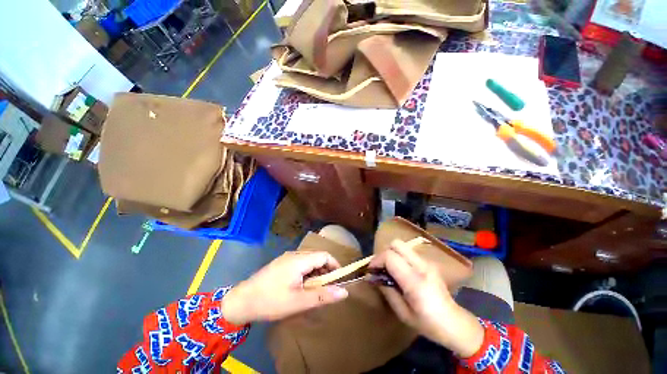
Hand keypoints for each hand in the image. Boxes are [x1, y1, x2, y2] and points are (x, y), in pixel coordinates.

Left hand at [221, 251, 348, 324]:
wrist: (241, 301)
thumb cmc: (271, 301)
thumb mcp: (299, 301)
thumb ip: (322, 295)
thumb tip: (344, 292)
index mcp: (299, 259)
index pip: (325, 256)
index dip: (335, 266)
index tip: (339, 281)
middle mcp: (294, 254)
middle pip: (317, 257)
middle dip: (326, 271)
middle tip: (326, 288)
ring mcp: (286, 258)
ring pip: (309, 260)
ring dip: (316, 273)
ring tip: (314, 290)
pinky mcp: (281, 263)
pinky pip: (300, 264)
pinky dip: (307, 273)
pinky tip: (302, 286)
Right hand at [370, 240, 483, 357]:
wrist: (454, 323)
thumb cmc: (428, 323)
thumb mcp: (402, 313)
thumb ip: (386, 290)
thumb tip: (373, 277)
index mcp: (415, 281)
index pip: (390, 257)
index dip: (377, 260)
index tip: (371, 270)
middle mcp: (422, 266)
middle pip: (396, 244)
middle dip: (384, 253)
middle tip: (381, 267)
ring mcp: (427, 262)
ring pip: (402, 245)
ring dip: (392, 254)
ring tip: (389, 269)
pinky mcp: (429, 262)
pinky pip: (408, 252)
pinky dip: (399, 256)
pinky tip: (400, 271)